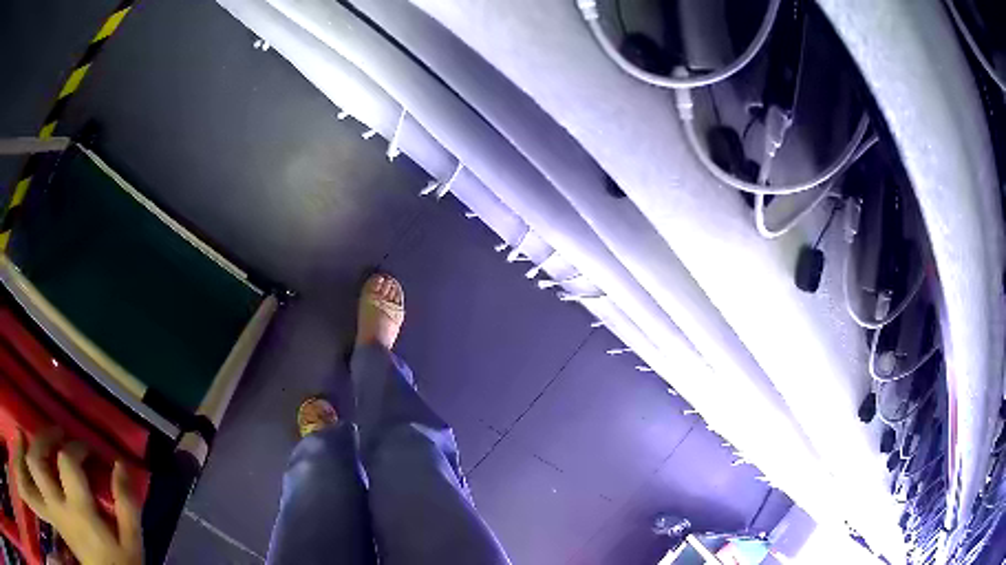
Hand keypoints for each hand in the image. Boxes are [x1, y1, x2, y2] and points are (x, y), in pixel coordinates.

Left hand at [13, 430, 141, 564]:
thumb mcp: (133, 542)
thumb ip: (127, 503)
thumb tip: (124, 462)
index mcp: (80, 507)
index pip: (68, 459)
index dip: (78, 445)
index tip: (93, 448)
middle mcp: (64, 501)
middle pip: (42, 454)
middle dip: (48, 434)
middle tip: (63, 430)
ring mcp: (60, 509)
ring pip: (40, 467)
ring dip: (46, 450)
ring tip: (58, 447)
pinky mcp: (61, 518)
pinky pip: (46, 486)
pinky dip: (49, 473)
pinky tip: (58, 474)